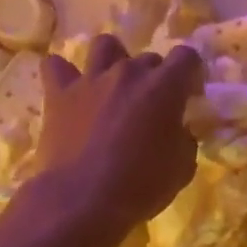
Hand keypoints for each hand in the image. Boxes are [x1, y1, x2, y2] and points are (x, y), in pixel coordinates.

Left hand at [32, 35, 204, 232]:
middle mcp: (128, 73)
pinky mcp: (59, 94)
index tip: (189, 94)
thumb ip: (183, 138)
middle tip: (150, 106)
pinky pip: (55, 66)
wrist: (81, 201)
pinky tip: (68, 88)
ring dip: (112, 60)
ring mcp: (91, 79)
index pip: (186, 56)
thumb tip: (177, 130)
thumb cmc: (140, 187)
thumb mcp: (182, 168)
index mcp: (164, 87)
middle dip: (154, 77)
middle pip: (147, 58)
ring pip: (104, 45)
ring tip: (112, 83)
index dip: (190, 73)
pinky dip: (62, 73)